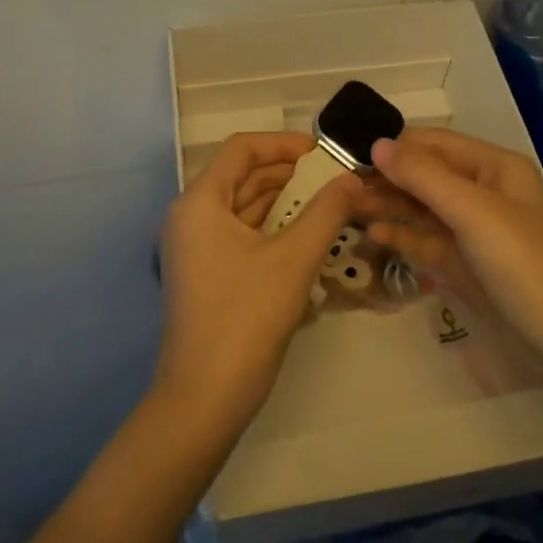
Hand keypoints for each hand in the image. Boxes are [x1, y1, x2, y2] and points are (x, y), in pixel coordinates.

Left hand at [155, 132, 360, 436]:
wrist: (204, 399)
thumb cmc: (246, 318)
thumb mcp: (294, 259)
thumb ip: (326, 212)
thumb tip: (351, 179)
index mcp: (200, 203)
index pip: (241, 150)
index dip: (283, 143)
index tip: (323, 152)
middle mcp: (191, 217)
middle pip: (242, 177)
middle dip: (289, 174)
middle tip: (334, 179)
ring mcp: (196, 248)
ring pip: (244, 208)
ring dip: (284, 202)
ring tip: (329, 204)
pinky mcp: (206, 273)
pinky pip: (241, 235)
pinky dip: (273, 229)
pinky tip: (307, 237)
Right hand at [360, 128, 542, 361]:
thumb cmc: (521, 263)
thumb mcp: (472, 211)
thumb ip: (423, 176)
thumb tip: (377, 143)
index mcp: (494, 168)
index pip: (435, 144)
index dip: (395, 146)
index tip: (349, 153)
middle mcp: (483, 192)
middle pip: (426, 175)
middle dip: (386, 177)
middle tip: (339, 185)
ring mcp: (474, 230)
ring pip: (422, 208)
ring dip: (388, 205)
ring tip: (346, 207)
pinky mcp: (465, 264)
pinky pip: (426, 240)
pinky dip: (401, 236)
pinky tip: (372, 235)